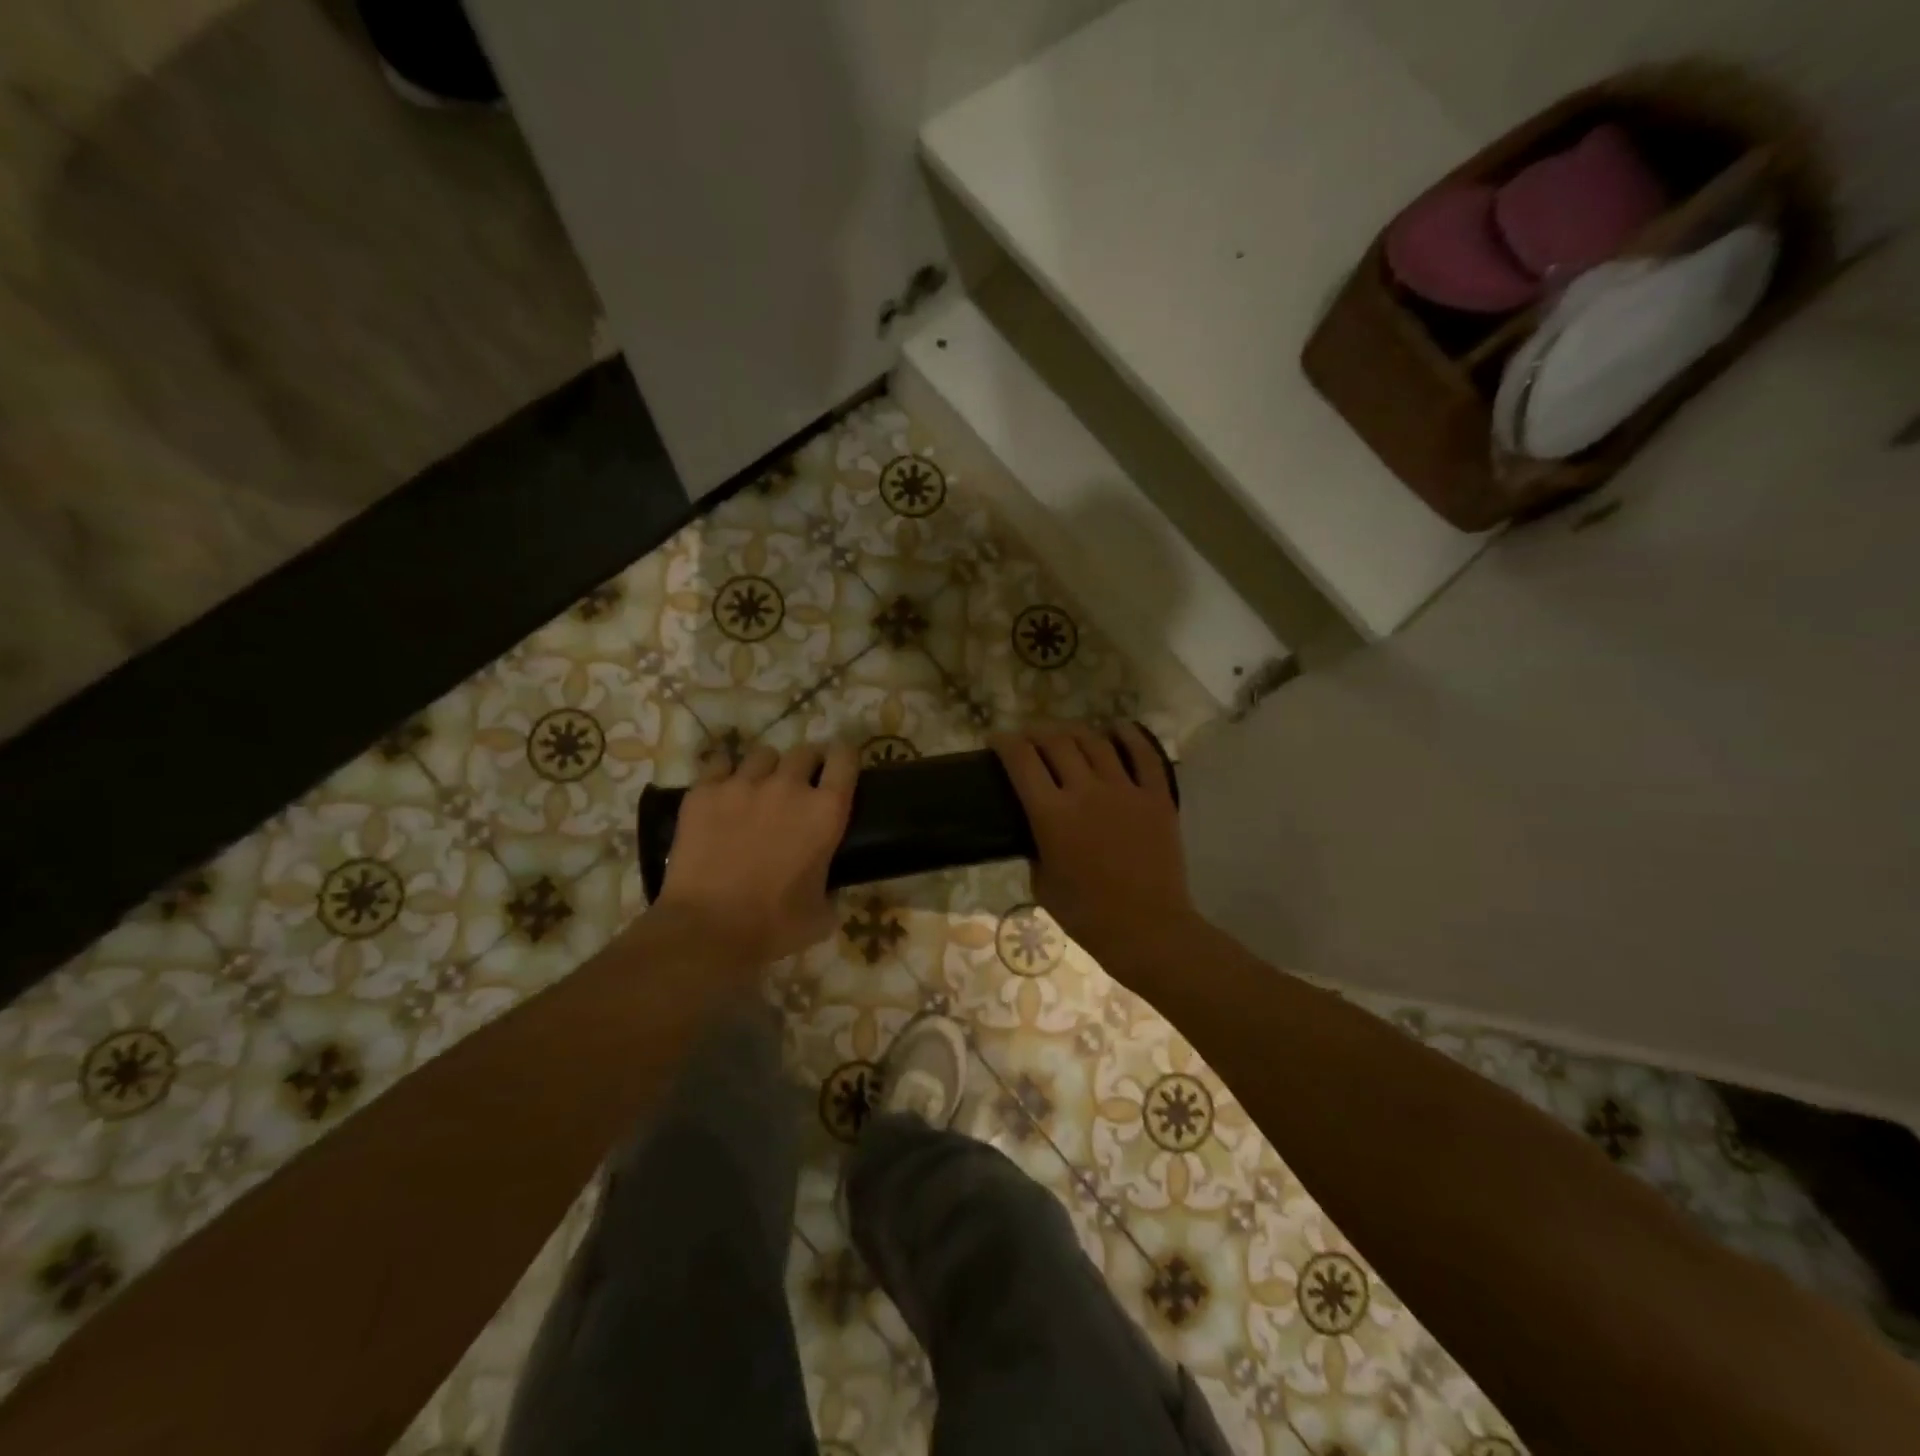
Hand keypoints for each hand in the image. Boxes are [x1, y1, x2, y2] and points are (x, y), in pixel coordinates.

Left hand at [654, 742, 856, 968]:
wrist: (707, 930)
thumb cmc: (773, 926)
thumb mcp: (821, 914)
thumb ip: (831, 890)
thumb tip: (828, 888)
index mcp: (825, 812)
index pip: (845, 759)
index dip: (844, 758)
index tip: (840, 767)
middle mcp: (788, 787)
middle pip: (804, 751)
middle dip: (806, 764)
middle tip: (800, 786)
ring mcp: (742, 784)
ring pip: (762, 754)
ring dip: (767, 769)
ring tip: (759, 789)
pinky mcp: (703, 792)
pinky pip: (719, 764)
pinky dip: (725, 775)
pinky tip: (723, 794)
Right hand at [991, 723, 1196, 966]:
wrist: (1148, 930)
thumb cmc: (1087, 916)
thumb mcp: (1042, 884)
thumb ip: (1036, 848)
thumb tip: (1037, 830)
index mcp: (1051, 815)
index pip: (1021, 761)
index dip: (1004, 743)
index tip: (995, 740)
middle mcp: (1086, 791)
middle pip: (1055, 742)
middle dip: (1035, 733)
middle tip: (1028, 739)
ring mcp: (1125, 790)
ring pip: (1095, 742)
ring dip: (1074, 732)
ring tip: (1065, 734)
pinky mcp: (1157, 797)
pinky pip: (1144, 754)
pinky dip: (1129, 735)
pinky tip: (1116, 728)